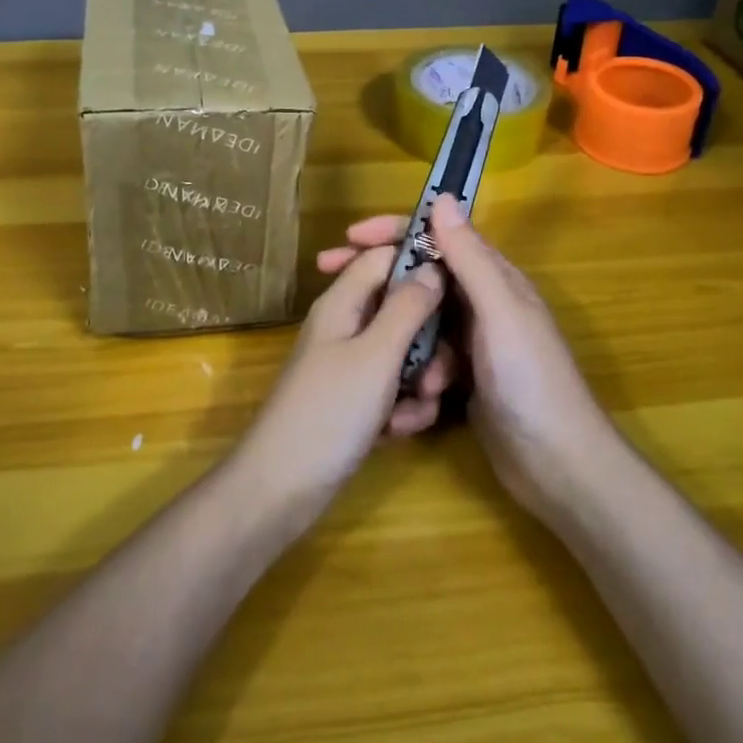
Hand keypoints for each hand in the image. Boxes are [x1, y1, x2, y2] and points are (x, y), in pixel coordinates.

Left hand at [236, 244, 451, 525]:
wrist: (282, 487)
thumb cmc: (329, 411)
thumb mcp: (376, 355)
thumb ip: (407, 307)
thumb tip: (433, 266)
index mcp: (343, 302)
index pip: (384, 256)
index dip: (420, 259)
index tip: (459, 280)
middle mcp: (347, 325)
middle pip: (401, 307)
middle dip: (428, 338)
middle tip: (438, 371)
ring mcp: (350, 364)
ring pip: (404, 351)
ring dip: (420, 378)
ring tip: (419, 406)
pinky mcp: (356, 399)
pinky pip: (394, 386)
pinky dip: (403, 406)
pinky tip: (399, 430)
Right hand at [317, 196, 617, 521]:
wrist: (557, 466)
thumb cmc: (531, 380)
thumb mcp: (499, 312)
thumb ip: (470, 257)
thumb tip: (442, 197)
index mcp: (493, 278)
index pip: (437, 236)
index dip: (393, 231)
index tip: (349, 236)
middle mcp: (481, 302)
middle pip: (421, 275)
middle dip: (380, 277)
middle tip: (329, 274)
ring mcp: (471, 341)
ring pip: (417, 319)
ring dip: (397, 334)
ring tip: (378, 356)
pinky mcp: (462, 376)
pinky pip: (423, 356)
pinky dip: (411, 368)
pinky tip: (407, 392)